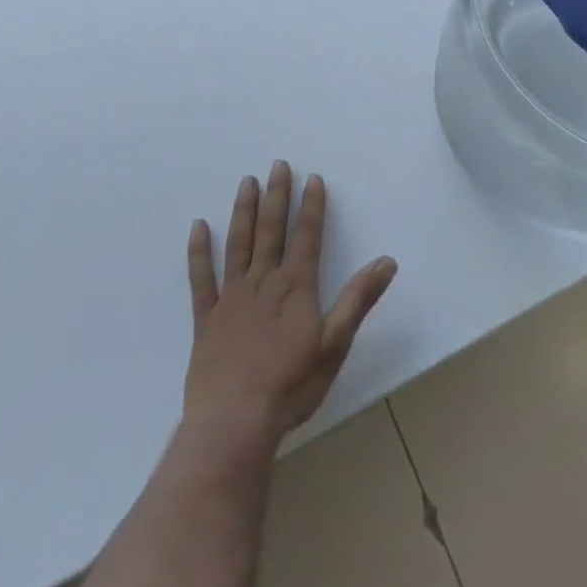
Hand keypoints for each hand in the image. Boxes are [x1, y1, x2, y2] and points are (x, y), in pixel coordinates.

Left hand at [184, 161, 397, 442]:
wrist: (234, 421)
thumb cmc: (291, 385)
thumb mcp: (335, 344)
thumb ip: (358, 299)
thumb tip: (387, 261)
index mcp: (295, 287)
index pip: (307, 236)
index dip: (312, 206)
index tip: (313, 178)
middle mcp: (264, 282)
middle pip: (271, 231)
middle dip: (277, 196)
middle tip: (278, 165)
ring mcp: (232, 298)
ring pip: (238, 244)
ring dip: (243, 211)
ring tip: (246, 182)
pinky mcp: (206, 319)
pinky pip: (201, 279)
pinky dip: (199, 252)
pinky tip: (198, 226)